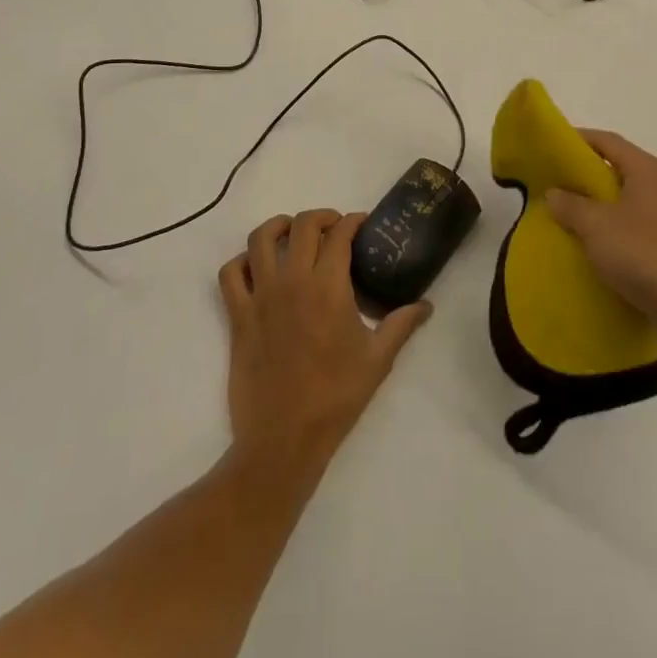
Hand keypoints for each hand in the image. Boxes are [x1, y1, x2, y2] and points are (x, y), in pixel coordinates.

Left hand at [218, 210, 431, 473]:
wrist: (284, 439)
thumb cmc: (336, 398)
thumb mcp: (378, 360)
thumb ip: (401, 325)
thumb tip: (426, 305)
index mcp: (329, 287)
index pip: (339, 234)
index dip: (352, 221)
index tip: (362, 224)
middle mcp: (293, 281)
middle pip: (302, 225)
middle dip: (321, 217)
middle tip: (334, 228)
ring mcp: (261, 297)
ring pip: (260, 239)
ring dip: (278, 227)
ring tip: (291, 233)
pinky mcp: (238, 316)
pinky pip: (230, 274)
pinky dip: (241, 262)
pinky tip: (256, 268)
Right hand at [545, 130, 656, 347]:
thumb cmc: (646, 256)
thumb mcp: (597, 227)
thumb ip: (571, 205)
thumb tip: (555, 192)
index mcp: (648, 171)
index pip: (608, 141)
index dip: (578, 139)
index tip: (550, 147)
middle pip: (619, 171)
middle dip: (586, 177)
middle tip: (553, 185)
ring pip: (628, 204)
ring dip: (599, 209)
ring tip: (568, 220)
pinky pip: (637, 232)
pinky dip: (615, 235)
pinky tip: (596, 252)